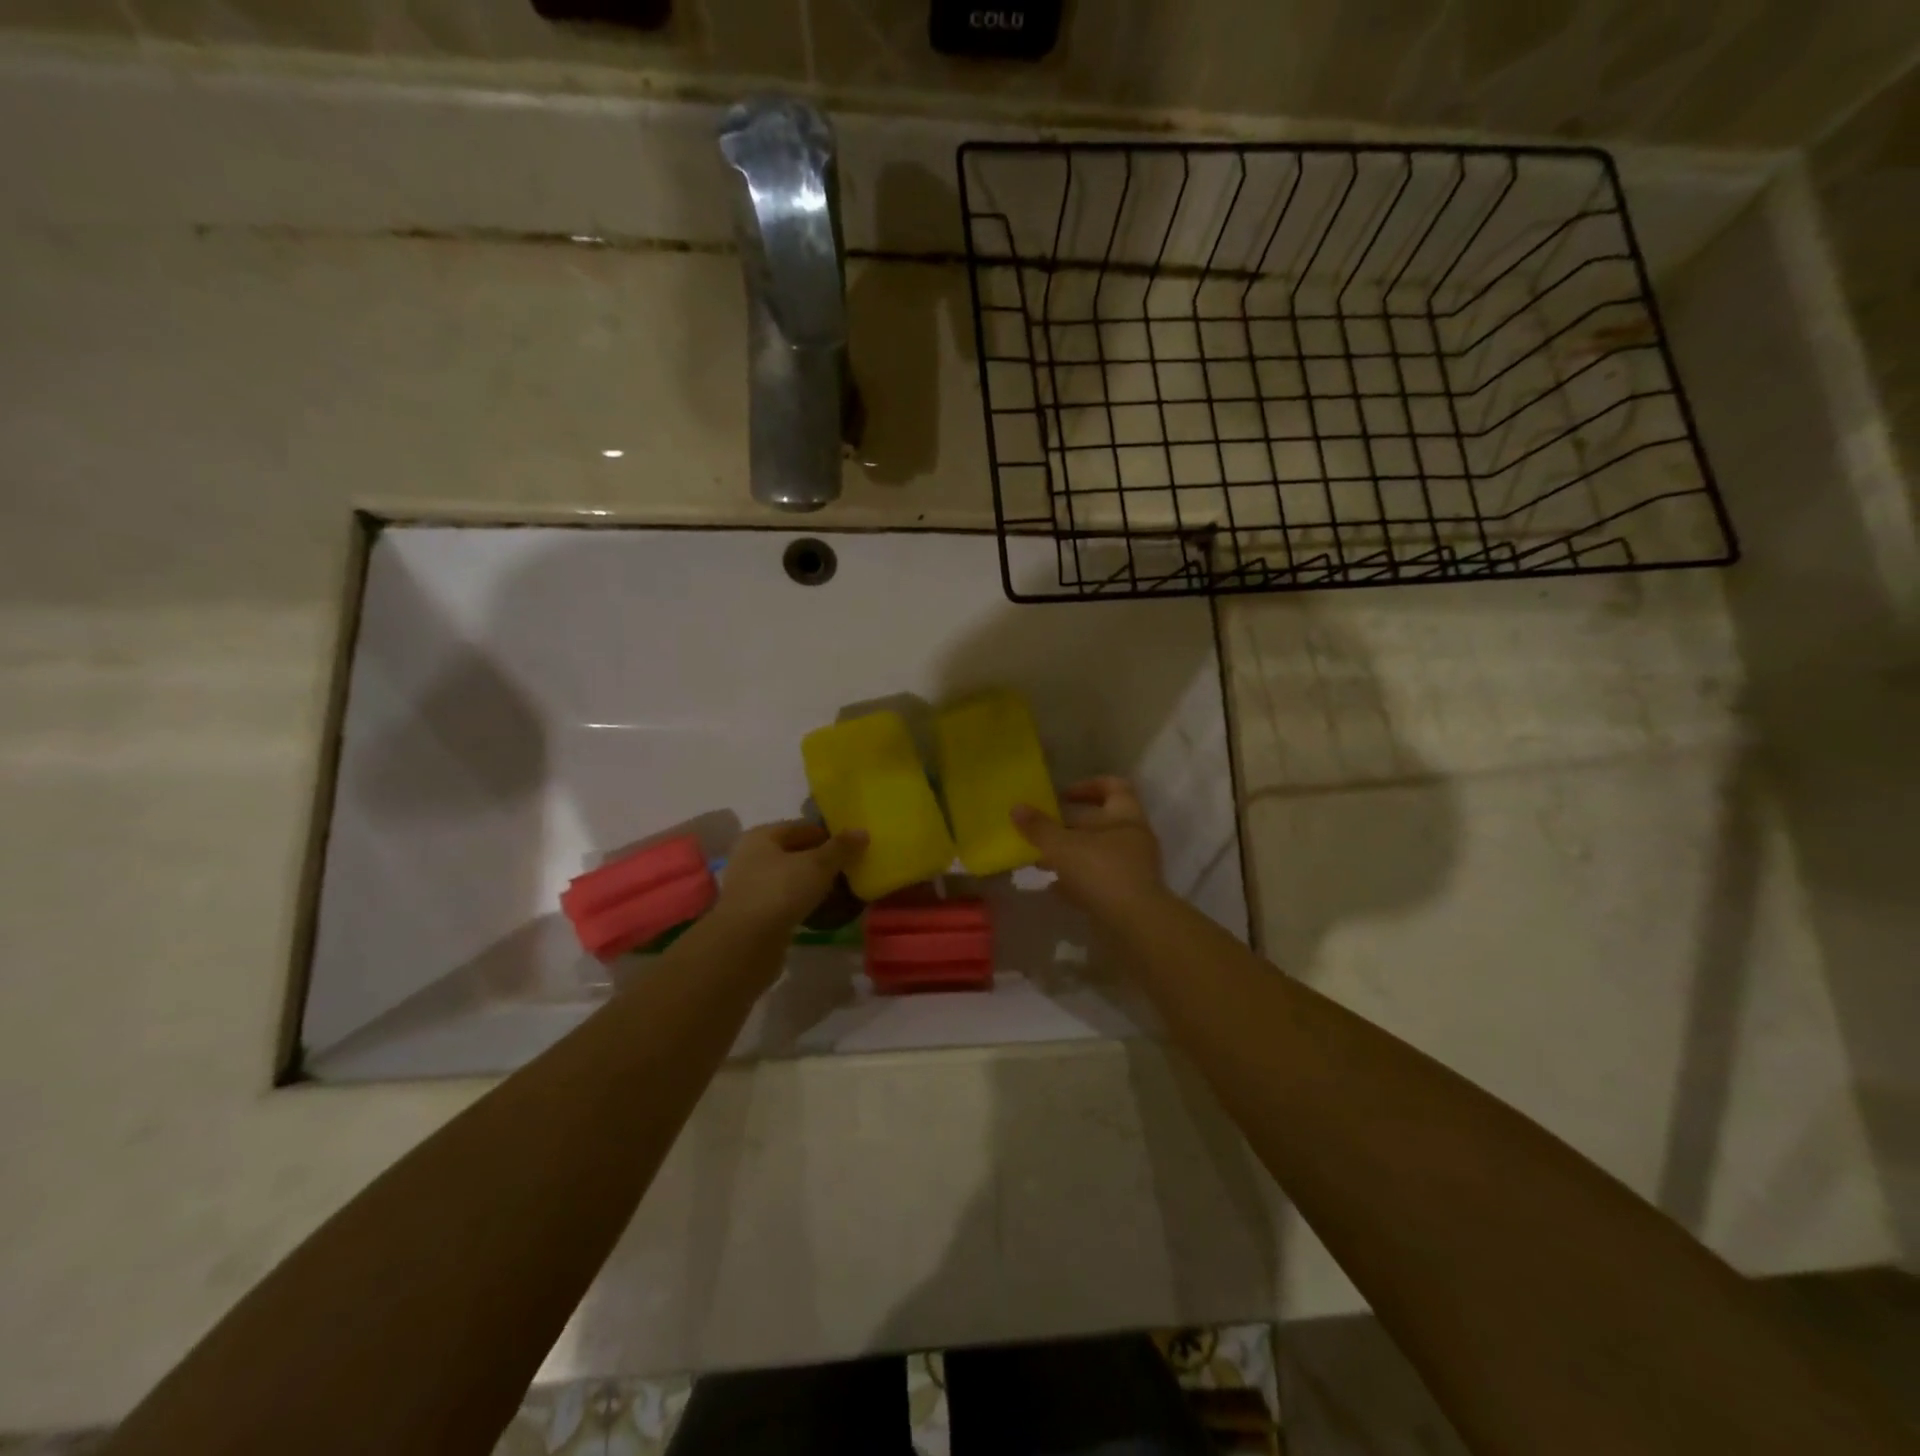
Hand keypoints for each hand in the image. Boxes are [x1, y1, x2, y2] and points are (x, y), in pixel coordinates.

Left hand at [715, 821, 866, 933]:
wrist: (746, 944)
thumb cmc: (780, 891)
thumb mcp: (817, 864)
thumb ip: (841, 848)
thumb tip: (862, 832)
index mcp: (761, 836)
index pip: (802, 828)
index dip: (829, 835)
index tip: (854, 847)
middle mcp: (751, 857)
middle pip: (795, 853)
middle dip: (823, 861)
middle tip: (851, 869)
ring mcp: (751, 887)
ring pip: (791, 879)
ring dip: (814, 884)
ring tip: (842, 891)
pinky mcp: (755, 915)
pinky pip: (786, 902)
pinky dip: (804, 903)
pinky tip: (824, 911)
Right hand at [1011, 777, 1165, 918]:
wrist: (1134, 924)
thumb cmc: (1101, 871)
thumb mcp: (1062, 846)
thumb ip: (1039, 827)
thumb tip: (1016, 807)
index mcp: (1125, 816)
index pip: (1113, 786)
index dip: (1087, 786)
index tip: (1062, 796)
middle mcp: (1133, 838)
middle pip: (1101, 822)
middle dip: (1069, 825)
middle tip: (1042, 830)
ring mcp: (1132, 868)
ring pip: (1097, 852)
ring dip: (1070, 854)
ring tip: (1041, 860)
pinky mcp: (1126, 894)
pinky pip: (1098, 879)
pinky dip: (1077, 880)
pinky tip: (1055, 887)